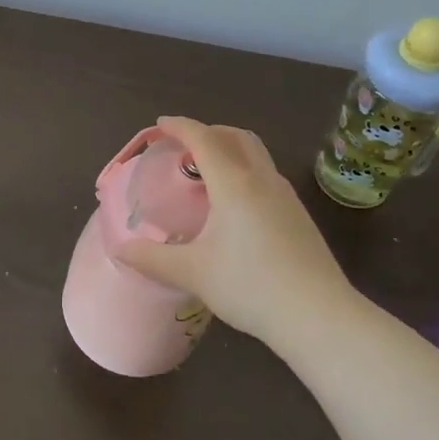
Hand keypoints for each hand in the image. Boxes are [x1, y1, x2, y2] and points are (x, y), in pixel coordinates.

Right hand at [111, 116, 353, 344]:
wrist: (318, 315)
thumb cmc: (250, 286)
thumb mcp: (193, 273)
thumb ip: (152, 259)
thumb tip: (120, 250)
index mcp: (234, 183)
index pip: (203, 138)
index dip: (180, 126)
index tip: (160, 124)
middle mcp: (262, 179)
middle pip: (235, 136)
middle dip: (208, 132)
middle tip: (183, 147)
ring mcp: (286, 196)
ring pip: (256, 154)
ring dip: (230, 150)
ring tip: (207, 173)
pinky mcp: (299, 215)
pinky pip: (267, 175)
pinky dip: (245, 171)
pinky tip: (236, 205)